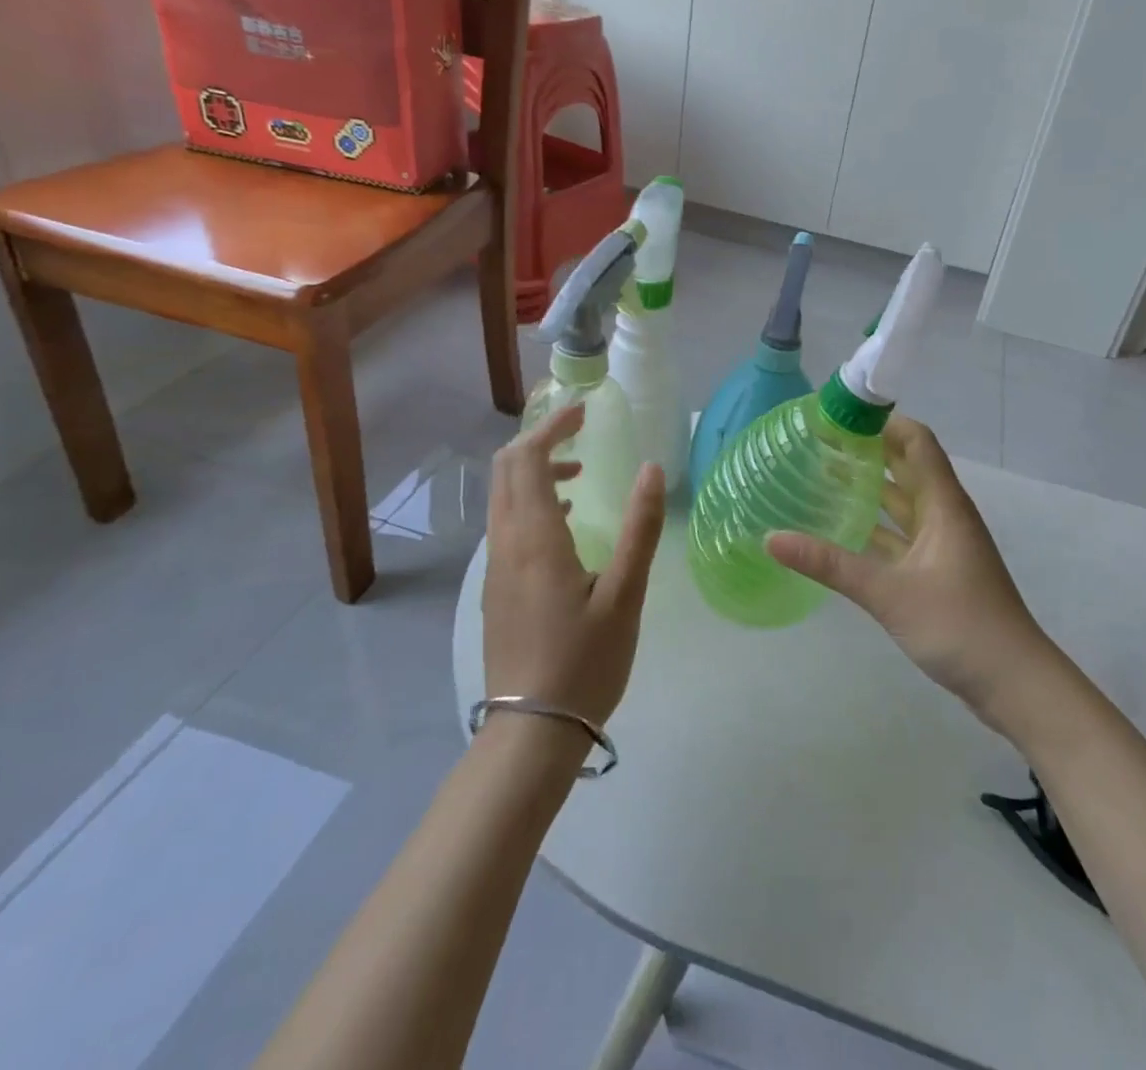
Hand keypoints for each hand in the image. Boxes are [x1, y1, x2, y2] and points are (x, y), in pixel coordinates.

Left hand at [484, 405, 666, 727]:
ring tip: (578, 474)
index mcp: (534, 537)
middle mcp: (505, 543)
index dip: (552, 426)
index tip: (584, 412)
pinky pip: (505, 524)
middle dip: (539, 440)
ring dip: (534, 472)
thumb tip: (651, 468)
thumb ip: (639, 527)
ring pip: (502, 497)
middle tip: (580, 434)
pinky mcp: (494, 589)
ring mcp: (494, 568)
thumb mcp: (625, 594)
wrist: (531, 732)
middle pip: (506, 469)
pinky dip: (528, 502)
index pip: (528, 457)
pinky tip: (564, 526)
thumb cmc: (585, 661)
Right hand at [767, 415, 1060, 735]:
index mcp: (943, 505)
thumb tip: (772, 538)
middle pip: (907, 468)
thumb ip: (830, 564)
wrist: (1014, 684)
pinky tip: (843, 530)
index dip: (885, 422)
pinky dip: (875, 528)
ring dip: (871, 489)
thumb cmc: (959, 625)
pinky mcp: (937, 573)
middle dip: (869, 451)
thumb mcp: (888, 592)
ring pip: (902, 504)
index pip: (917, 442)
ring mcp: (942, 546)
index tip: (842, 415)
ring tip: (824, 477)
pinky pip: (900, 536)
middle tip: (821, 442)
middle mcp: (944, 516)